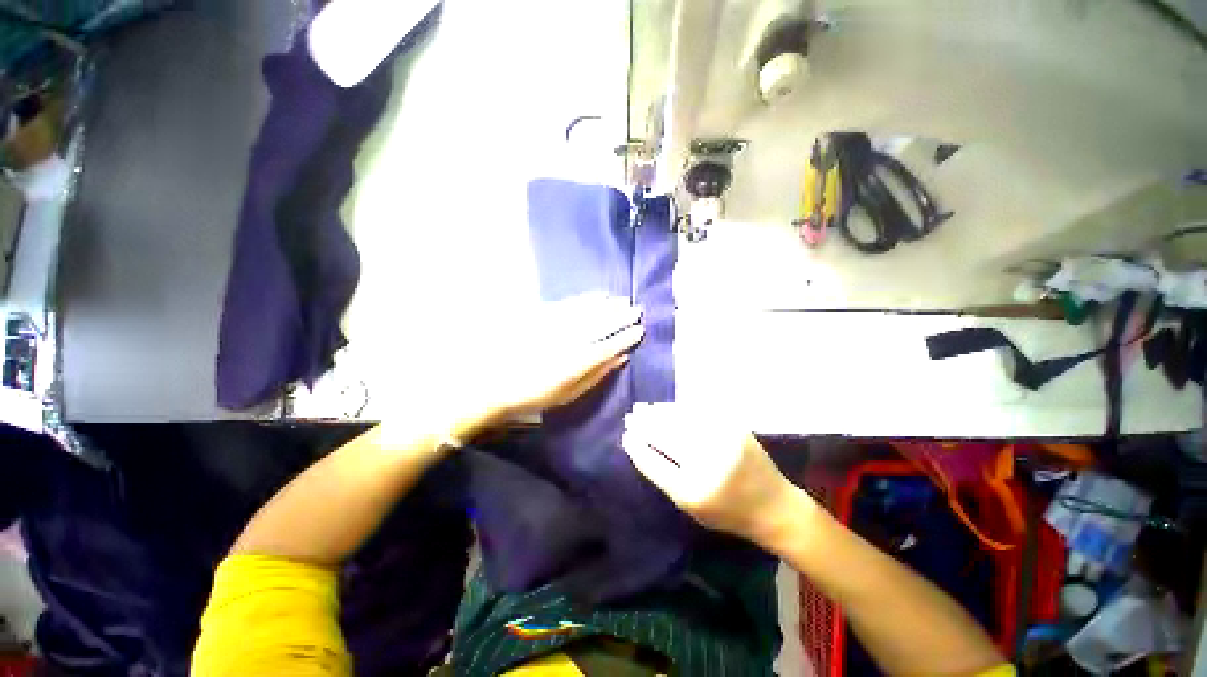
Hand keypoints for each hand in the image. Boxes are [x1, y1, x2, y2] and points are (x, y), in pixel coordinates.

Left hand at [457, 294, 644, 434]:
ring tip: (622, 300)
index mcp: (578, 362)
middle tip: (637, 309)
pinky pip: (571, 304)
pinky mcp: (544, 315)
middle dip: (621, 316)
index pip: (610, 345)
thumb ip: (597, 375)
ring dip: (608, 305)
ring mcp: (557, 326)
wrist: (496, 381)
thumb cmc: (536, 394)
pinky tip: (597, 296)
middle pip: (601, 325)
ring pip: (588, 311)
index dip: (626, 337)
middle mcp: (571, 340)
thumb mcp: (569, 394)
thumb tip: (621, 358)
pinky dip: (587, 299)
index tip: (640, 330)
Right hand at [621, 403, 811, 545]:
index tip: (625, 436)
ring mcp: (723, 441)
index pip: (655, 462)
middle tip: (630, 416)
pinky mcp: (734, 427)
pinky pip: (699, 413)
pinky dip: (678, 408)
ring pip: (680, 420)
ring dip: (658, 412)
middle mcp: (708, 463)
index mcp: (694, 491)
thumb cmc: (727, 512)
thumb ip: (664, 477)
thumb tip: (640, 448)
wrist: (774, 506)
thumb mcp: (690, 507)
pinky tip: (666, 407)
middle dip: (644, 424)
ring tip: (643, 408)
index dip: (638, 447)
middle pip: (666, 436)